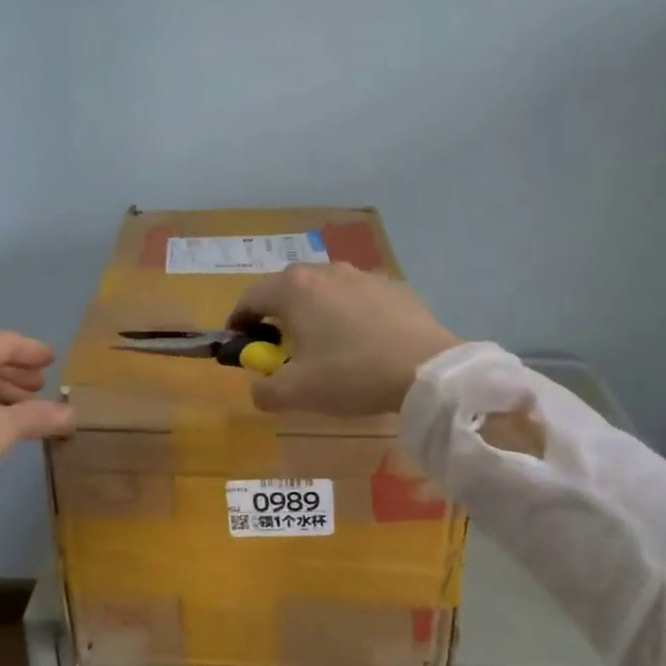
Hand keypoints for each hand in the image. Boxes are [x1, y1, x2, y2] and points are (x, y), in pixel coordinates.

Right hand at [229, 264, 458, 416]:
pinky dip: (347, 316)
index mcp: (294, 289)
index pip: (250, 298)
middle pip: (286, 291)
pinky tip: (361, 344)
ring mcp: (361, 275)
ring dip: (313, 315)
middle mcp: (324, 272)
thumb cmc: (351, 374)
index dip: (238, 322)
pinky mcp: (392, 286)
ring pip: (323, 292)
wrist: (427, 370)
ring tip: (324, 347)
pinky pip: (355, 299)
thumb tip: (259, 388)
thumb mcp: (297, 393)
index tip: (240, 345)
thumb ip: (264, 391)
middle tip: (281, 350)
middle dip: (277, 319)